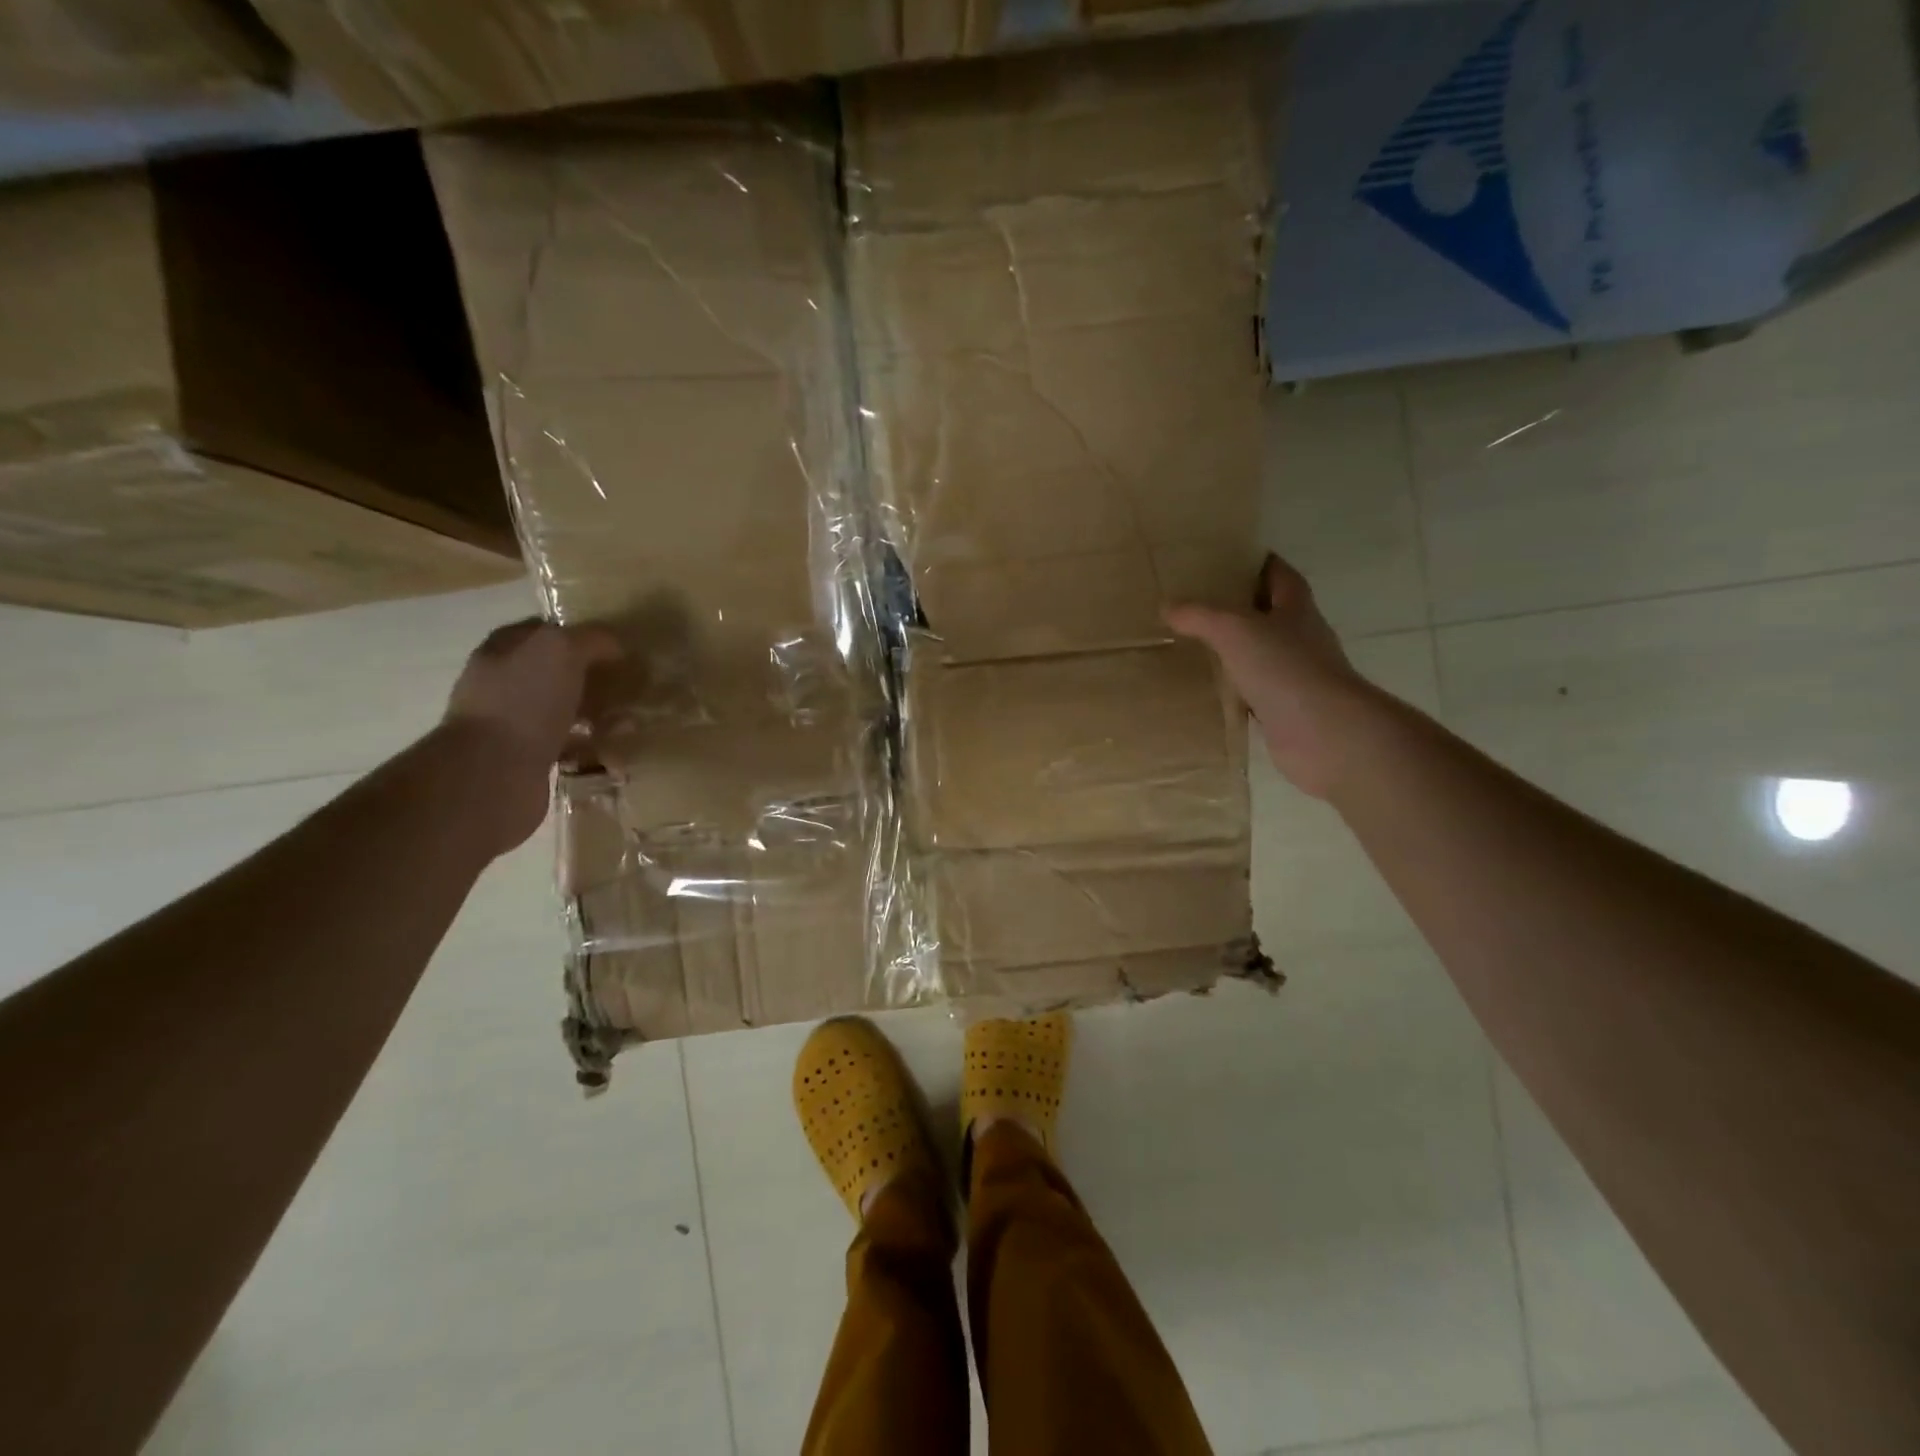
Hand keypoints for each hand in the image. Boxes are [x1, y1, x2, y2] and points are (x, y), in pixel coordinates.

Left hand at [441, 620, 620, 848]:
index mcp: (500, 652)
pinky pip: (568, 746)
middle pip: (554, 673)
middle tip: (627, 684)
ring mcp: (512, 725)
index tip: (612, 645)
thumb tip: (614, 645)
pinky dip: (592, 747)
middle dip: (591, 677)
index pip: (540, 631)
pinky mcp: (527, 760)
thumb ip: (590, 639)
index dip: (575, 633)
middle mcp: (501, 686)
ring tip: (630, 721)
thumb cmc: (523, 703)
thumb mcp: (561, 651)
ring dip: (596, 714)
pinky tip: (615, 749)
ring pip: (563, 710)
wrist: (492, 775)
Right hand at [1166, 554, 1376, 799]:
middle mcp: (1301, 640)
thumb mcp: (1235, 630)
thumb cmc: (1286, 669)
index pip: (1281, 576)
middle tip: (1200, 604)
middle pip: (1272, 615)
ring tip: (1196, 646)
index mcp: (1297, 610)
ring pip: (1261, 656)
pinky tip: (1207, 693)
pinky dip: (1234, 692)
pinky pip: (1254, 695)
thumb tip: (1167, 605)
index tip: (1229, 558)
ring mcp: (1295, 678)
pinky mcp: (1285, 712)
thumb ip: (1201, 615)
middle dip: (1242, 608)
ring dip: (1236, 652)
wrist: (1323, 734)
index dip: (1259, 563)